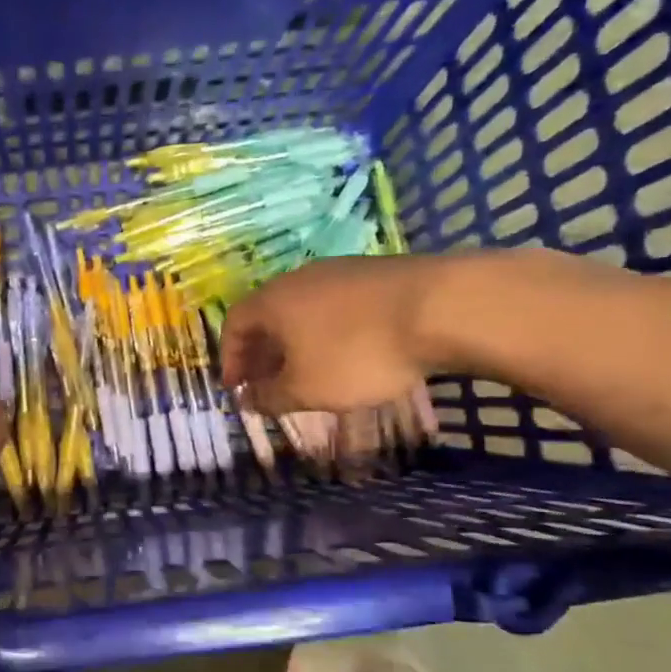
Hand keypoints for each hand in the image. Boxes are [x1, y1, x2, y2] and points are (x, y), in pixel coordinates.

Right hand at [220, 256, 448, 416]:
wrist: (441, 308)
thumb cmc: (357, 353)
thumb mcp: (306, 390)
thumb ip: (270, 397)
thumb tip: (247, 400)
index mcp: (272, 301)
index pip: (233, 325)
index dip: (229, 358)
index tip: (237, 388)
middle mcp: (298, 279)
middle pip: (267, 316)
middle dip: (263, 353)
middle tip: (268, 385)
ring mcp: (339, 271)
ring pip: (303, 310)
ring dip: (296, 342)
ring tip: (308, 373)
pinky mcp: (374, 274)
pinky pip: (335, 306)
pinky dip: (328, 332)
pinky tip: (348, 353)